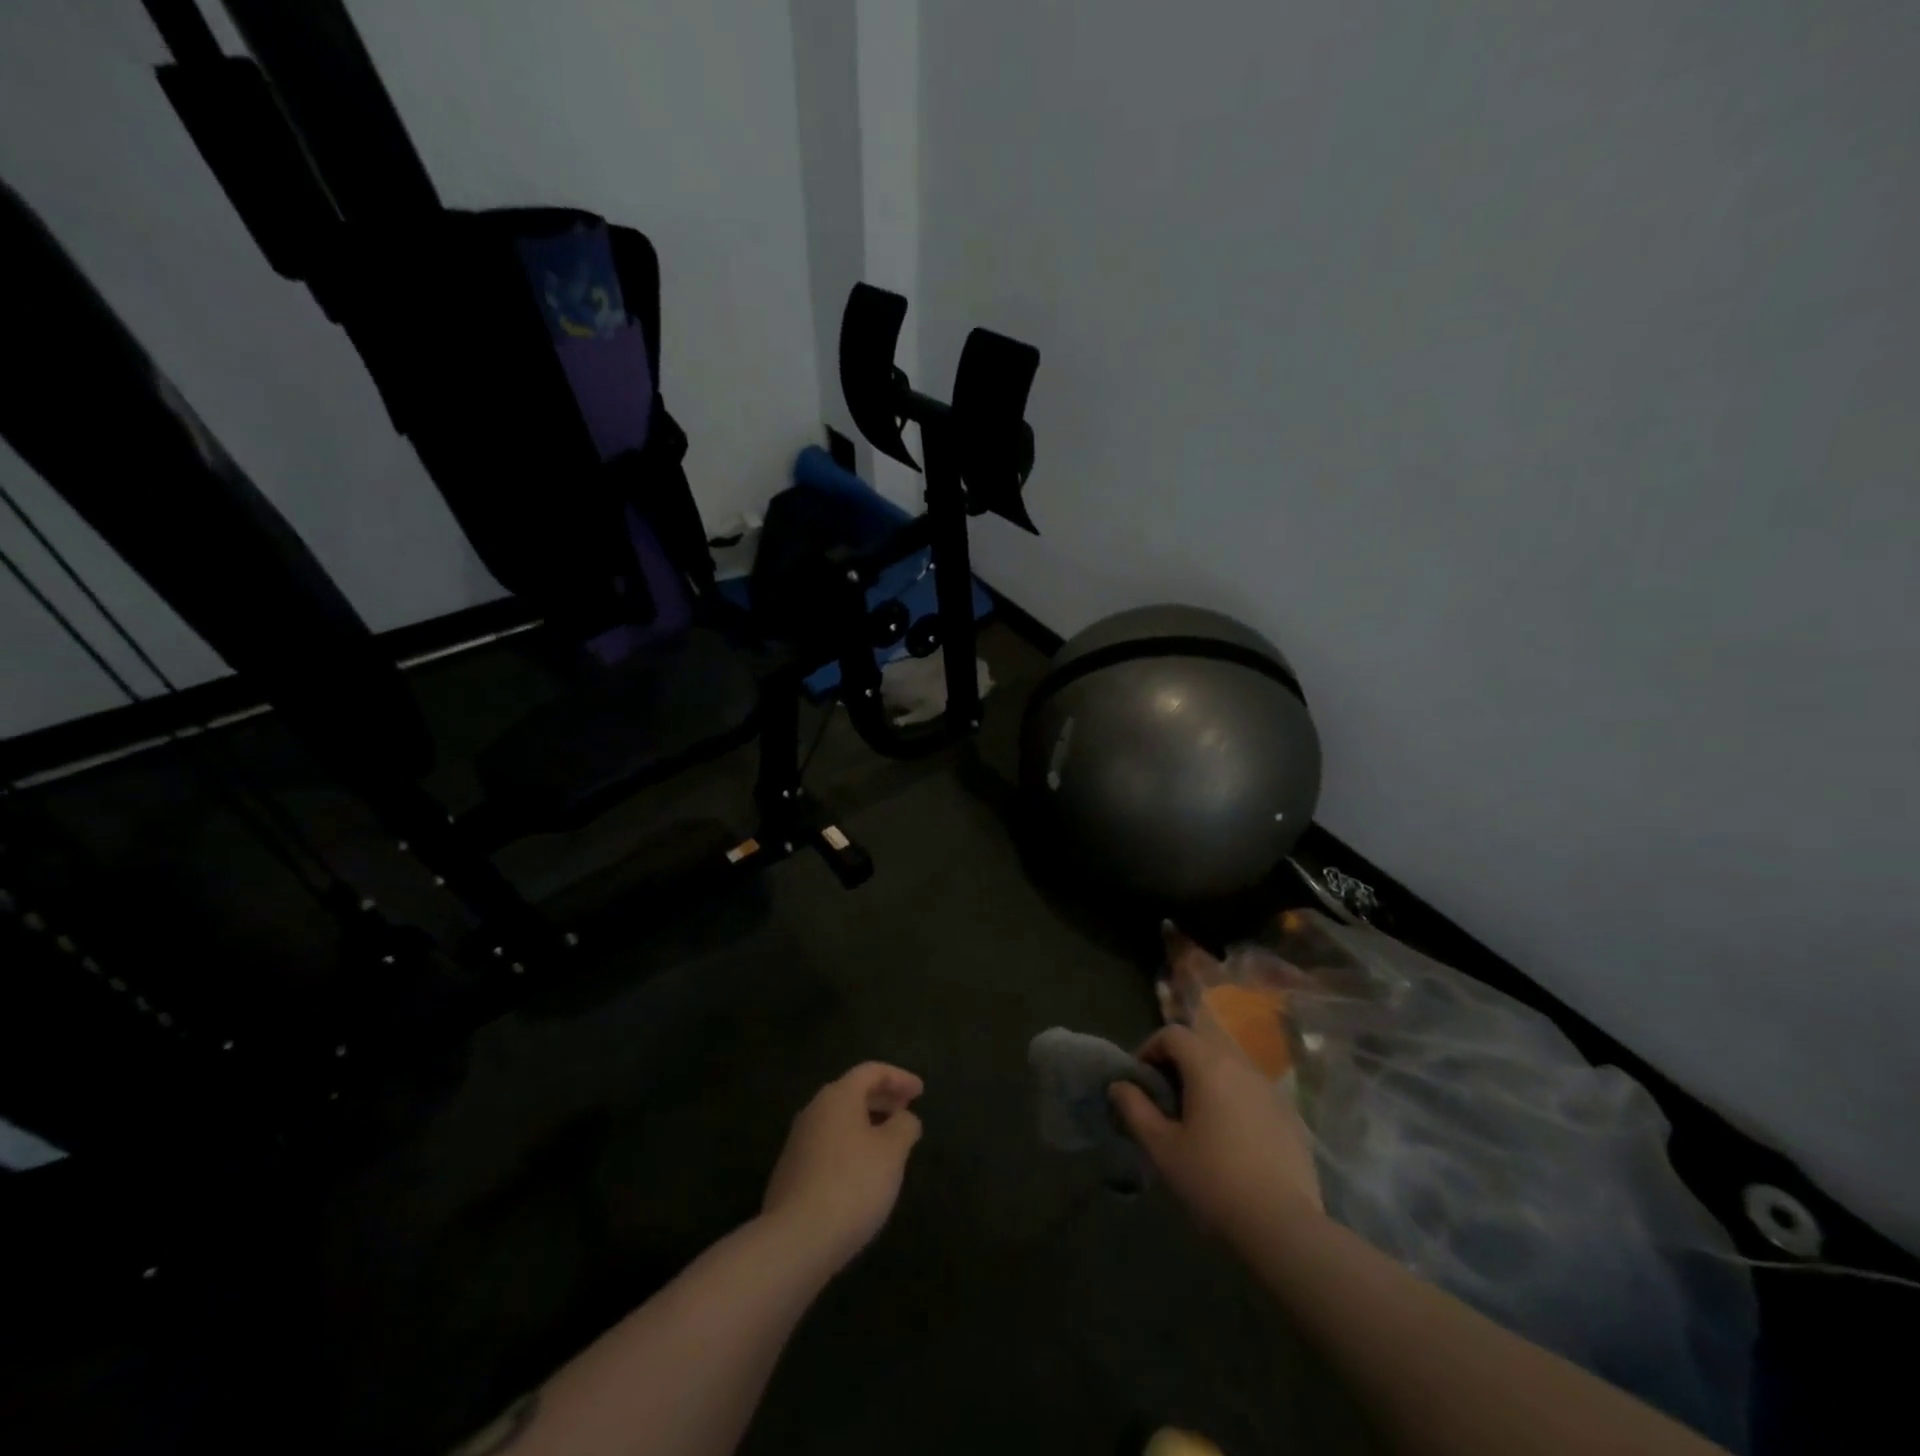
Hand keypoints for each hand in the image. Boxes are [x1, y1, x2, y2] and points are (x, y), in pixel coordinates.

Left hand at [763, 1062, 924, 1270]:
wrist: (795, 1240)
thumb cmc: (852, 1184)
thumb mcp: (892, 1152)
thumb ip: (904, 1127)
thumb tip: (905, 1118)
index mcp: (838, 1096)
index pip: (871, 1071)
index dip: (899, 1078)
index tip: (921, 1092)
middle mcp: (814, 1111)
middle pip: (852, 1093)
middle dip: (882, 1098)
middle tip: (907, 1110)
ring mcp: (798, 1143)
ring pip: (839, 1121)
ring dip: (867, 1123)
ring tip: (890, 1143)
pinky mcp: (791, 1173)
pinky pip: (828, 1146)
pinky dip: (851, 1146)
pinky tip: (863, 1172)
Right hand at [1110, 1023, 1322, 1239]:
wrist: (1284, 1226)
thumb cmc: (1213, 1180)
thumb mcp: (1163, 1147)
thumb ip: (1136, 1109)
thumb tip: (1119, 1085)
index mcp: (1208, 1066)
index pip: (1173, 1034)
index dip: (1150, 1049)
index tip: (1141, 1081)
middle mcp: (1241, 1066)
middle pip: (1202, 1047)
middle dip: (1178, 1065)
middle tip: (1165, 1102)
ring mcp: (1270, 1090)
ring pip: (1229, 1068)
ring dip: (1207, 1082)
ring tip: (1197, 1120)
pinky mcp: (1290, 1115)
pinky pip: (1252, 1092)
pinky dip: (1234, 1100)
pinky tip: (1232, 1139)